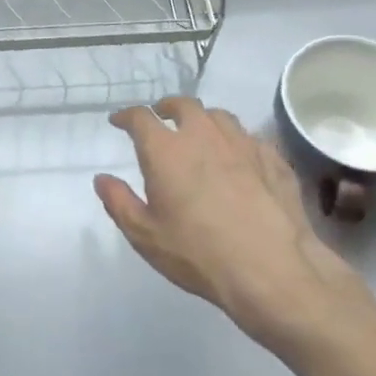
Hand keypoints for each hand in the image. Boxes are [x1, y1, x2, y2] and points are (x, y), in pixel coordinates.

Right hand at [95, 98, 375, 375]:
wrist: (271, 270)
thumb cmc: (198, 254)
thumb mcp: (145, 235)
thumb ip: (119, 202)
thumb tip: (102, 179)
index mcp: (166, 150)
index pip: (140, 118)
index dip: (126, 116)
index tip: (119, 121)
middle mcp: (203, 135)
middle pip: (184, 105)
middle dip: (167, 107)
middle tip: (161, 117)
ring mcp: (243, 144)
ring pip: (219, 116)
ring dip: (203, 119)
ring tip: (199, 133)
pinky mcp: (273, 159)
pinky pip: (250, 138)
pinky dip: (236, 141)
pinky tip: (238, 157)